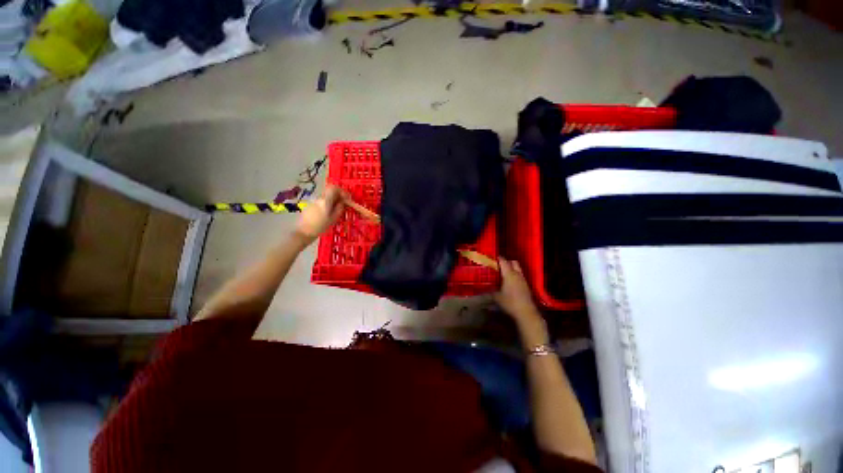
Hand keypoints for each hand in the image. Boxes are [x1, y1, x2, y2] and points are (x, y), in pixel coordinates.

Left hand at [295, 185, 345, 242]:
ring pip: (326, 196)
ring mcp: (313, 201)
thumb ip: (339, 208)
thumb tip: (342, 202)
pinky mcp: (310, 205)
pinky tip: (328, 212)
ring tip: (337, 209)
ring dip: (333, 200)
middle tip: (343, 203)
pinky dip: (327, 203)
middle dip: (338, 195)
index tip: (347, 198)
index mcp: (325, 200)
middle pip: (330, 191)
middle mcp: (319, 198)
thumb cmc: (320, 227)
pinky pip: (321, 201)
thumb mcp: (333, 219)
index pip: (334, 188)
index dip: (342, 191)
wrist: (303, 232)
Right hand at [495, 258, 548, 345]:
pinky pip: (519, 276)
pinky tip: (508, 282)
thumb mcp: (496, 297)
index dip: (497, 258)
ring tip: (501, 273)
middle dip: (506, 262)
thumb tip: (480, 289)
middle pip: (513, 262)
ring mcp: (523, 280)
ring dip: (510, 269)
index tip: (490, 257)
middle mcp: (517, 274)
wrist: (526, 313)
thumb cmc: (510, 303)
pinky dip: (514, 276)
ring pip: (517, 269)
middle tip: (497, 265)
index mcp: (509, 274)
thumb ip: (489, 291)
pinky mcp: (526, 286)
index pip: (503, 261)